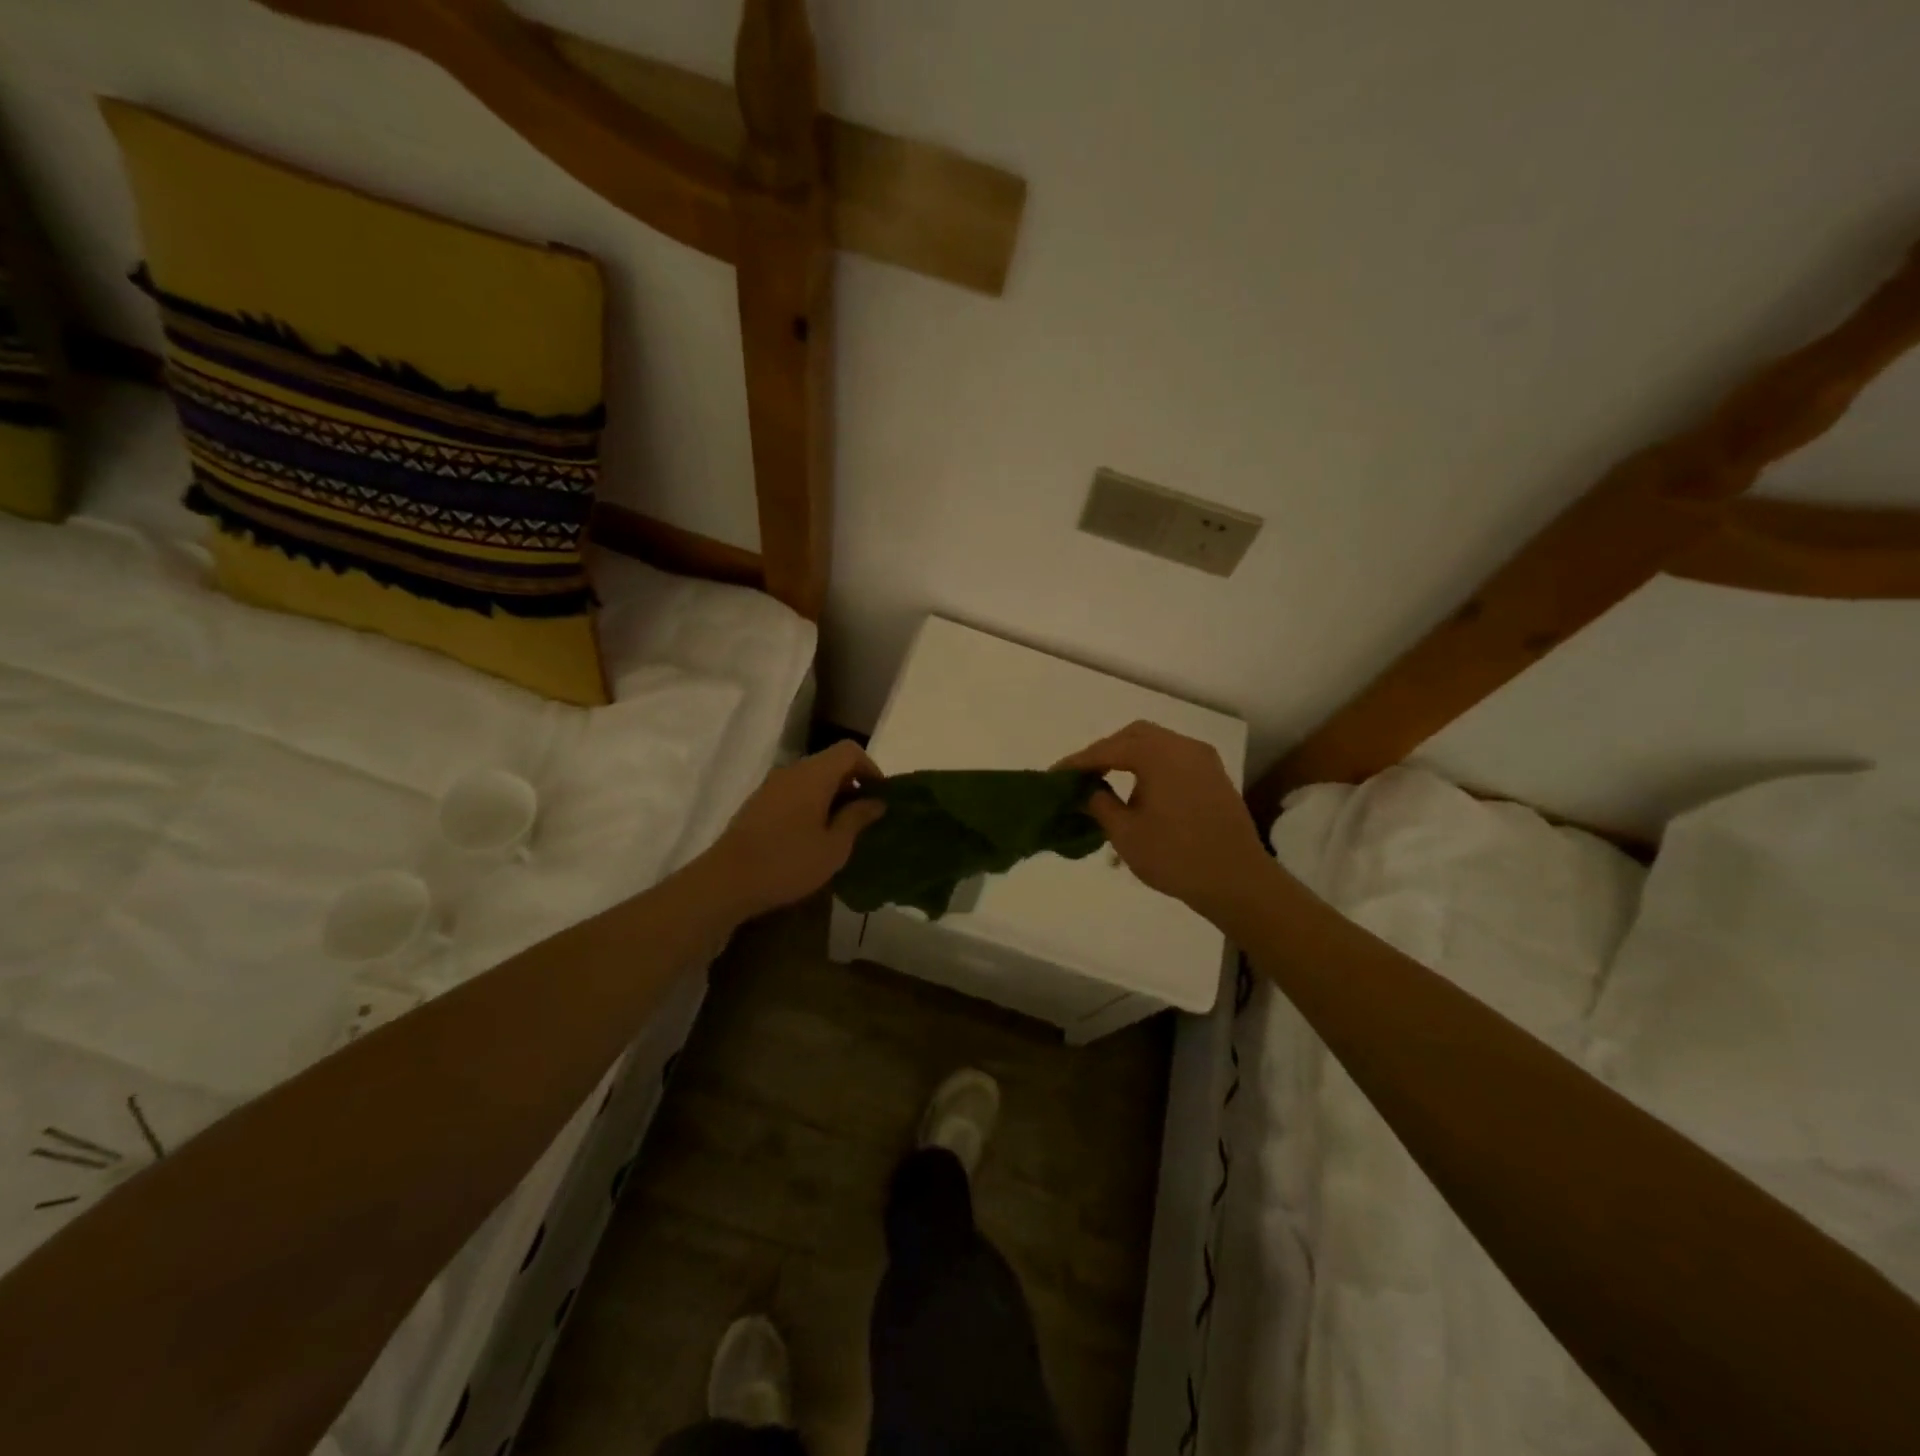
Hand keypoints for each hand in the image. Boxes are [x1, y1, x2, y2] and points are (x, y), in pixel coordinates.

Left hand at [699, 741, 886, 920]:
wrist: (726, 881)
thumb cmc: (788, 862)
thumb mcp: (834, 846)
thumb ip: (857, 818)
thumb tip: (876, 801)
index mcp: (814, 775)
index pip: (849, 751)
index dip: (870, 768)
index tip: (880, 796)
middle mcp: (792, 771)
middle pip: (830, 763)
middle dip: (852, 784)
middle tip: (865, 816)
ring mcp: (771, 786)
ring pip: (811, 778)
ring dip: (831, 796)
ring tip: (841, 829)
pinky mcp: (757, 804)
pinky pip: (793, 792)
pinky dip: (811, 804)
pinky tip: (812, 836)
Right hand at [1055, 721, 1271, 923]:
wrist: (1237, 881)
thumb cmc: (1175, 856)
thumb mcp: (1125, 833)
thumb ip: (1098, 804)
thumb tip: (1084, 791)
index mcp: (1159, 755)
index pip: (1108, 749)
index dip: (1078, 762)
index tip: (1054, 775)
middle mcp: (1183, 747)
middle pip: (1135, 736)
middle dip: (1105, 752)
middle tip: (1082, 775)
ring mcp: (1203, 761)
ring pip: (1157, 745)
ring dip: (1130, 758)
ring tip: (1106, 782)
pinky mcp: (1214, 778)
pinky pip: (1175, 760)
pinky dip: (1151, 767)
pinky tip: (1139, 792)